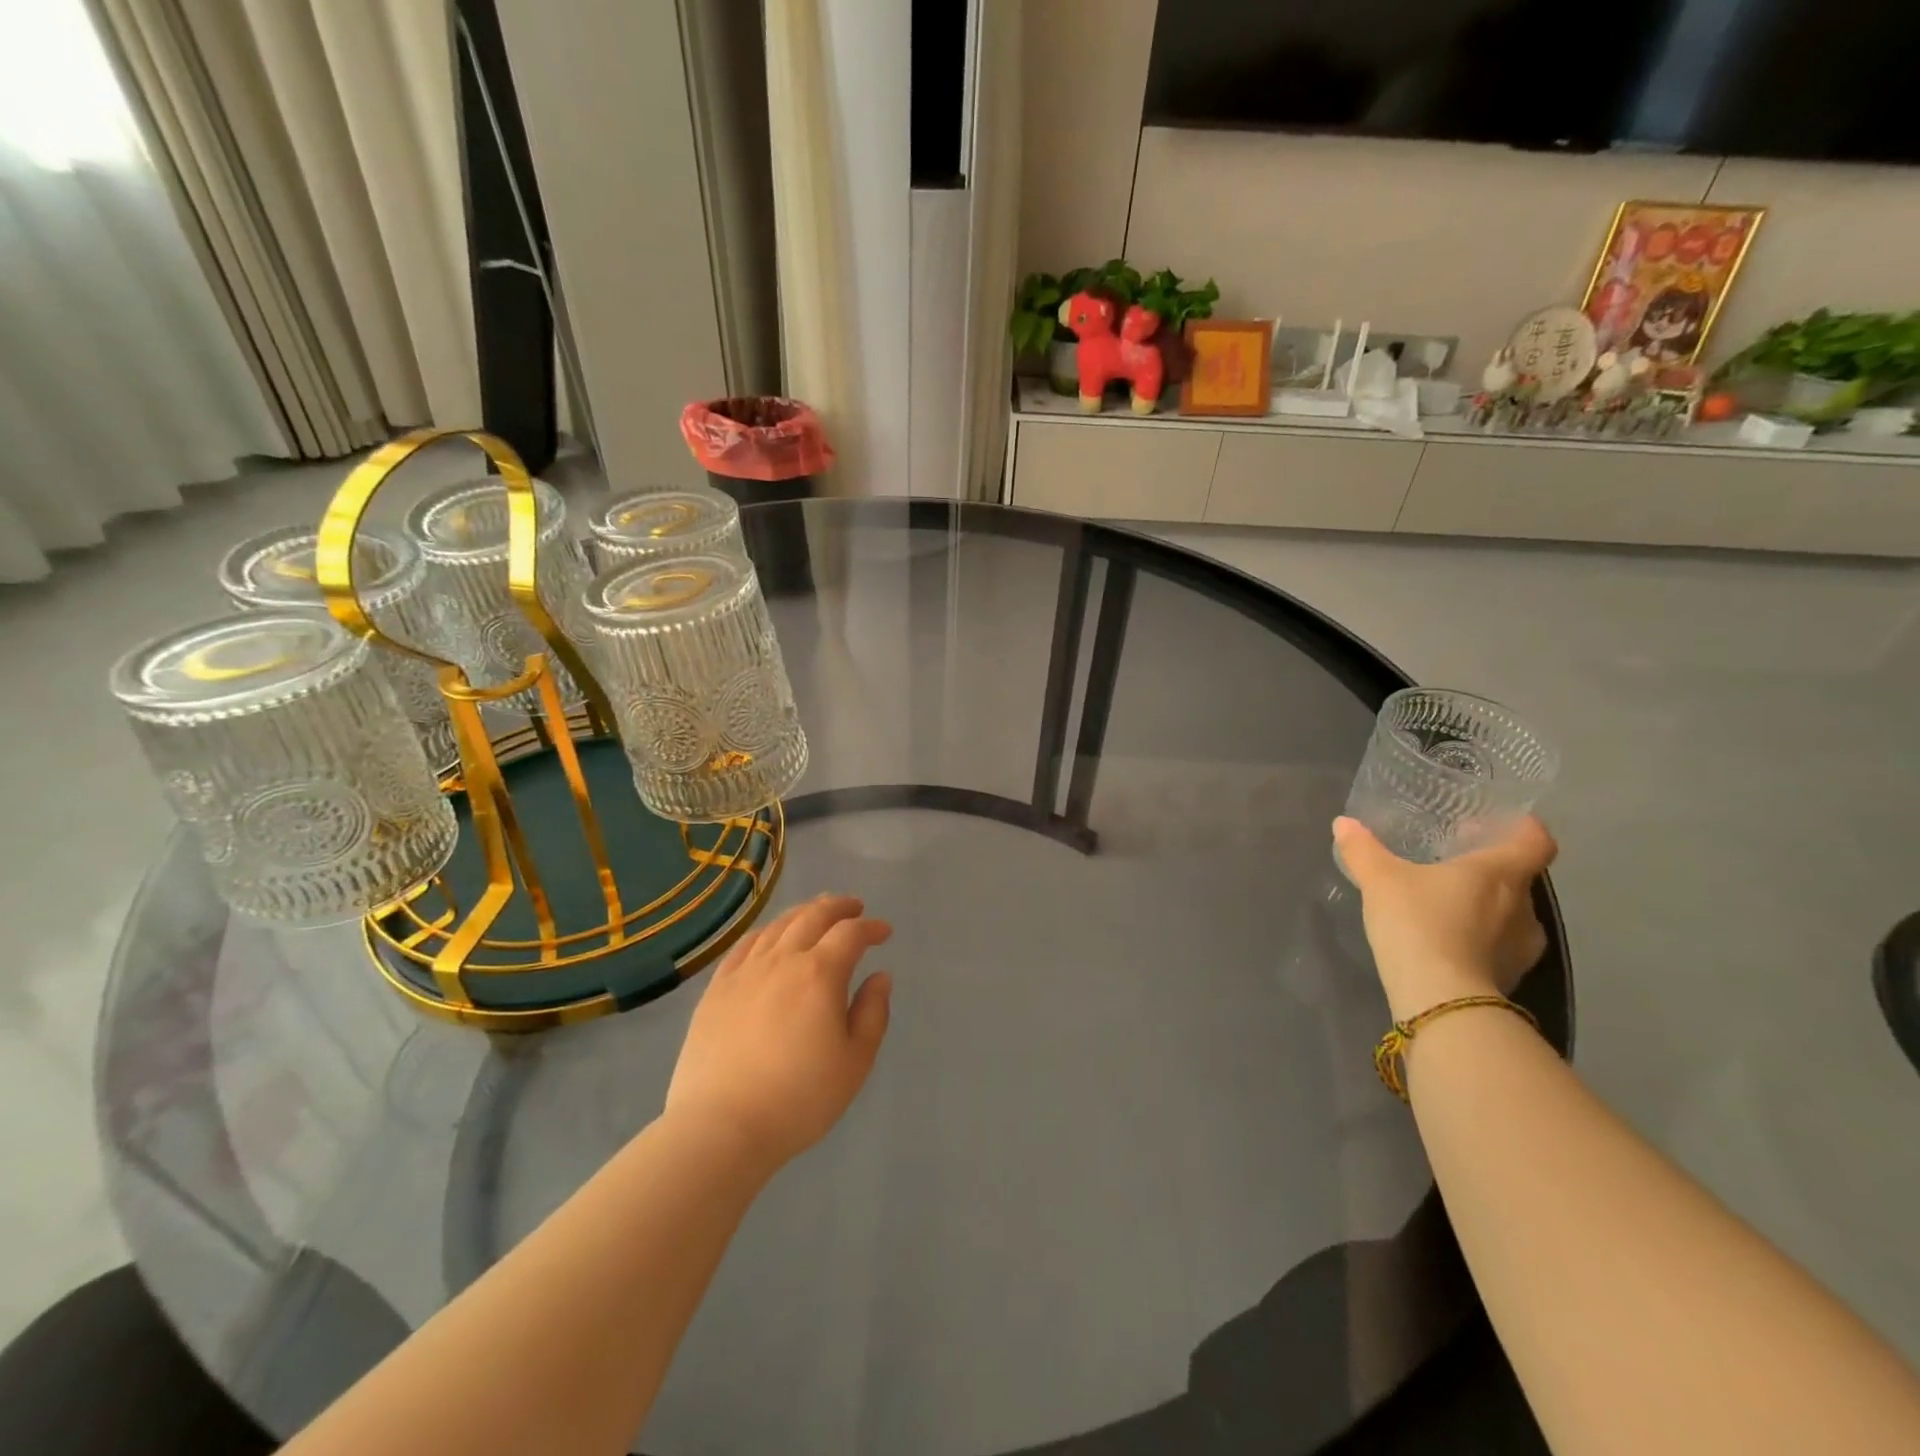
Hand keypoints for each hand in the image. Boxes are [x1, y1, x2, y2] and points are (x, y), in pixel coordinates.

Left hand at [666, 894, 892, 1171]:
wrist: (721, 1127)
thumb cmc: (799, 1099)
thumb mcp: (854, 1062)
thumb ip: (872, 1013)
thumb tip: (880, 976)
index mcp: (820, 973)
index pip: (850, 934)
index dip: (871, 928)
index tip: (884, 932)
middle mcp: (782, 960)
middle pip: (813, 917)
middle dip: (838, 907)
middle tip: (854, 907)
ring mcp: (745, 971)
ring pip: (778, 926)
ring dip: (803, 913)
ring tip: (816, 913)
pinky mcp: (716, 988)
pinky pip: (744, 945)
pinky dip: (765, 932)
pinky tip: (770, 937)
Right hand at [1332, 816, 1557, 1021]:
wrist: (1441, 998)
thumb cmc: (1419, 922)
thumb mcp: (1380, 880)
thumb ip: (1363, 850)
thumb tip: (1343, 823)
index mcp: (1500, 873)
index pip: (1535, 842)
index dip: (1526, 830)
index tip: (1506, 825)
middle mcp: (1524, 906)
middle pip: (1520, 878)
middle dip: (1492, 870)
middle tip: (1457, 865)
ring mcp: (1523, 946)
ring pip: (1512, 915)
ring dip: (1488, 908)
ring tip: (1450, 907)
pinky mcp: (1512, 977)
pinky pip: (1500, 947)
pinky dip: (1481, 940)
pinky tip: (1450, 943)